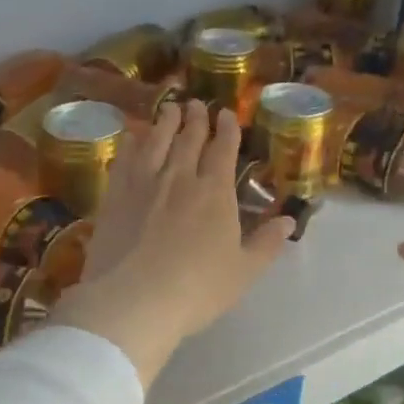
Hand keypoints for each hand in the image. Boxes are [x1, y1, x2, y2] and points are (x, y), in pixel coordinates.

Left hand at [51, 100, 294, 386]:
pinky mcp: (115, 194)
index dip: (227, 129)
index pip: (223, 150)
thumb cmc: (198, 288)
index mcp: (215, 192)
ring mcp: (144, 182)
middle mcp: (180, 177)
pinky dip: (131, 143)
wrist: (135, 299)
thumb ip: (267, 242)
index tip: (226, 114)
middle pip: (189, 139)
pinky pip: (124, 159)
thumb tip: (289, 219)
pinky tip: (131, 137)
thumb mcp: (244, 271)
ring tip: (169, 108)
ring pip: (156, 141)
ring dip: (165, 122)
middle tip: (196, 104)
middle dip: (196, 118)